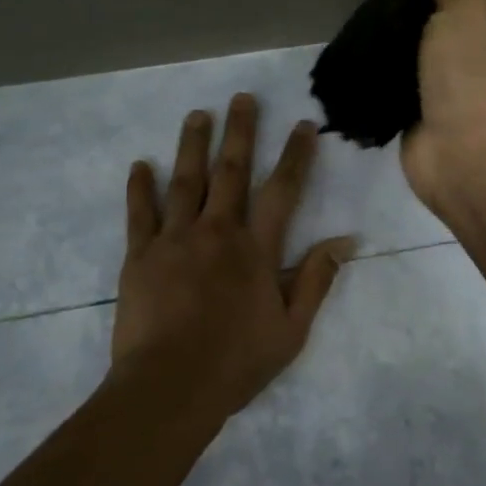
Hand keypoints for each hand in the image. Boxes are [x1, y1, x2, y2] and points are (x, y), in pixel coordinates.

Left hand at [111, 94, 354, 422]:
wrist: (169, 388)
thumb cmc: (236, 362)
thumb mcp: (292, 329)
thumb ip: (316, 280)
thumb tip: (345, 240)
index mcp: (256, 249)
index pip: (282, 190)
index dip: (295, 155)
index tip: (303, 126)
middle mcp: (216, 232)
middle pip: (231, 171)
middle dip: (240, 132)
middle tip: (242, 98)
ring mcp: (174, 240)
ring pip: (185, 181)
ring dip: (192, 145)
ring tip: (197, 115)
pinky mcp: (139, 255)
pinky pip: (139, 213)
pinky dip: (140, 187)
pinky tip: (140, 165)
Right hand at [401, 0, 485, 217]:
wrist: (469, 157)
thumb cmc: (478, 73)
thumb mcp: (468, 8)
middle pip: (463, 4)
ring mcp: (457, 75)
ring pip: (431, 37)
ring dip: (407, 23)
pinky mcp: (426, 102)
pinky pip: (406, 71)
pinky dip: (388, 60)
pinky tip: (361, 38)